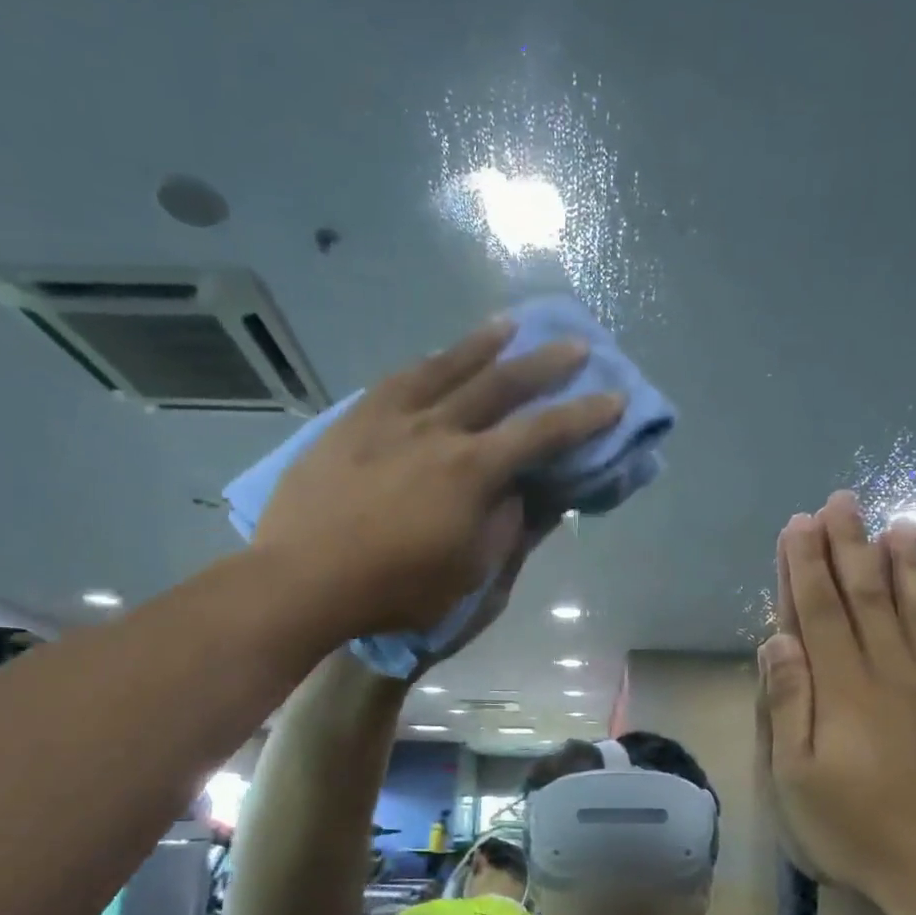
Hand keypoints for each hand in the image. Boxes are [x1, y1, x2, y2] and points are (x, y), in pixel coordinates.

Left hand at [257, 319, 621, 640]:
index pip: (541, 434)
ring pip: (445, 368)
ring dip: (483, 345)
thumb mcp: (467, 574)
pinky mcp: (352, 421)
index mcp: (472, 471)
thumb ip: (502, 528)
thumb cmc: (393, 588)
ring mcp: (390, 419)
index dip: (583, 417)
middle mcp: (437, 430)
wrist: (302, 578)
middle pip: (499, 385)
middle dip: (544, 365)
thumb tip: (519, 494)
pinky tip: (434, 357)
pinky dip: (426, 364)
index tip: (614, 398)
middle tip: (574, 347)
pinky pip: (396, 380)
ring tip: (508, 326)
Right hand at [759, 492, 915, 914]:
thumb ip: (787, 706)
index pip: (818, 611)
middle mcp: (892, 673)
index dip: (806, 565)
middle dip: (850, 546)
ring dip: (909, 564)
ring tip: (901, 525)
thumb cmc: (857, 832)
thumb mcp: (796, 780)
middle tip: (843, 502)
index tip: (800, 525)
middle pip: (867, 597)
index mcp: (843, 689)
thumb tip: (777, 642)